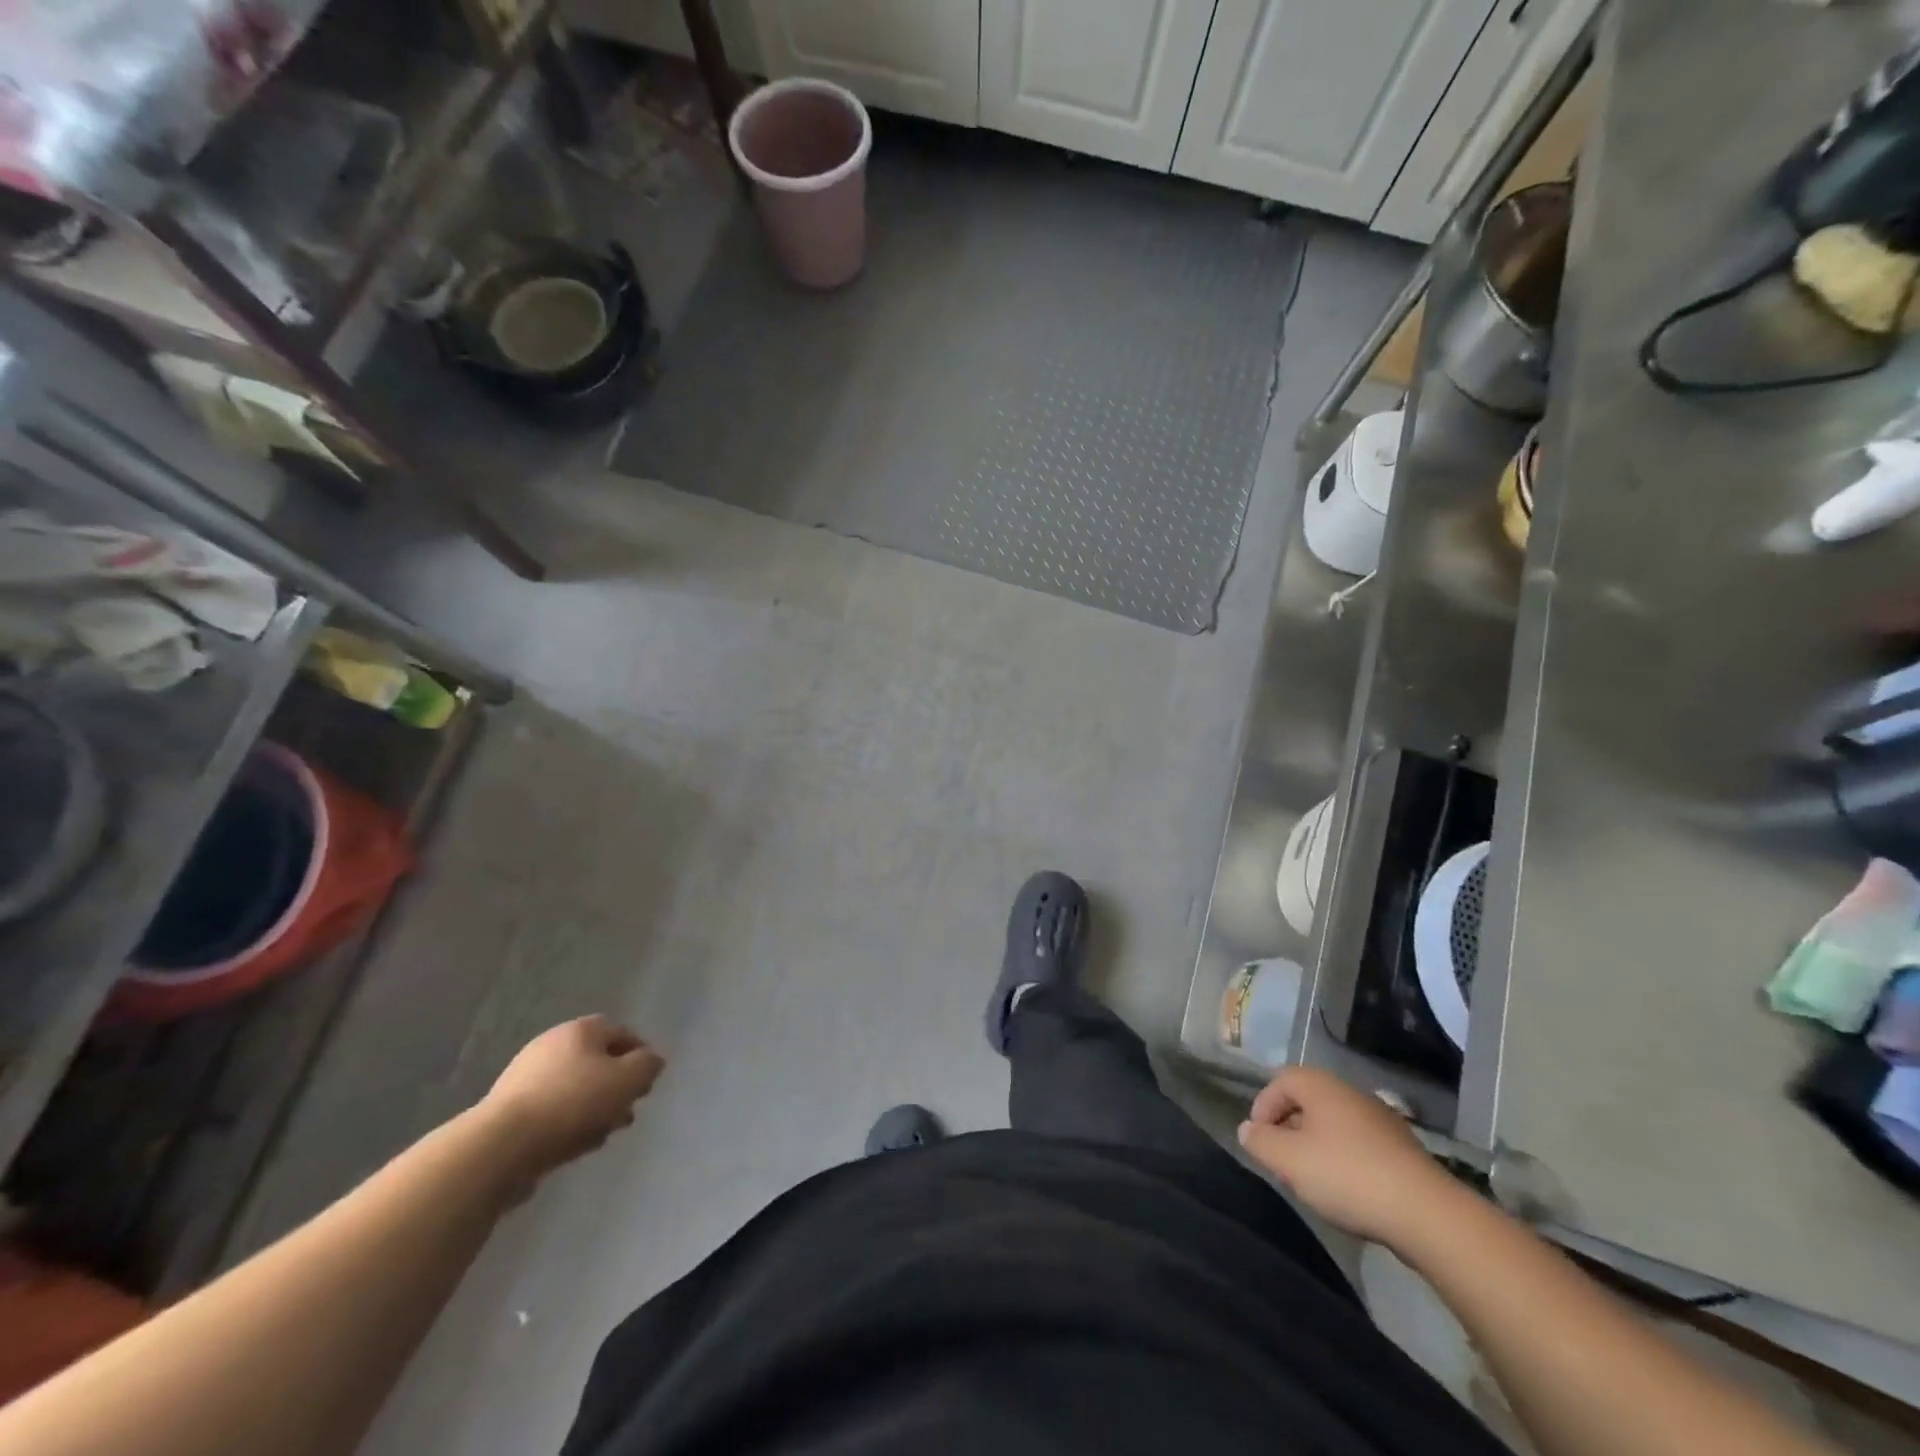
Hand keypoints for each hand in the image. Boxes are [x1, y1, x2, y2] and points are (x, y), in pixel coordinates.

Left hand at [479, 1016, 664, 1185]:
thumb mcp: (627, 1080)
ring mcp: (525, 1078)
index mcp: (579, 1030)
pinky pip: (551, 1112)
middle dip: (616, 1086)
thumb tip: (651, 1061)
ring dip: (594, 1108)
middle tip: (628, 1111)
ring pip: (574, 1089)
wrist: (500, 1148)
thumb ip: (647, 1066)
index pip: (620, 1031)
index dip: (640, 1054)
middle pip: (596, 1061)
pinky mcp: (508, 1112)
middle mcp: (551, 1045)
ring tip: (604, 1134)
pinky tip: (575, 1146)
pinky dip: (568, 1124)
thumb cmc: (573, 1103)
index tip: (649, 1082)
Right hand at [1238, 1066, 1454, 1249]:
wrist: (1427, 1214)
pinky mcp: (1402, 1151)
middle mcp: (1350, 1093)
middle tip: (1281, 1161)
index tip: (1259, 1140)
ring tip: (1311, 1180)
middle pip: (1308, 1102)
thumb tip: (1248, 1129)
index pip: (1280, 1081)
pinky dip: (1344, 1161)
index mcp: (1321, 1086)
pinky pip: (1359, 1145)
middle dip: (1288, 1128)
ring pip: (1334, 1125)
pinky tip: (1346, 1191)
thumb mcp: (1288, 1161)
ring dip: (1316, 1146)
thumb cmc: (1347, 1176)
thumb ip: (1260, 1141)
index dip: (1263, 1107)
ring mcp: (1381, 1121)